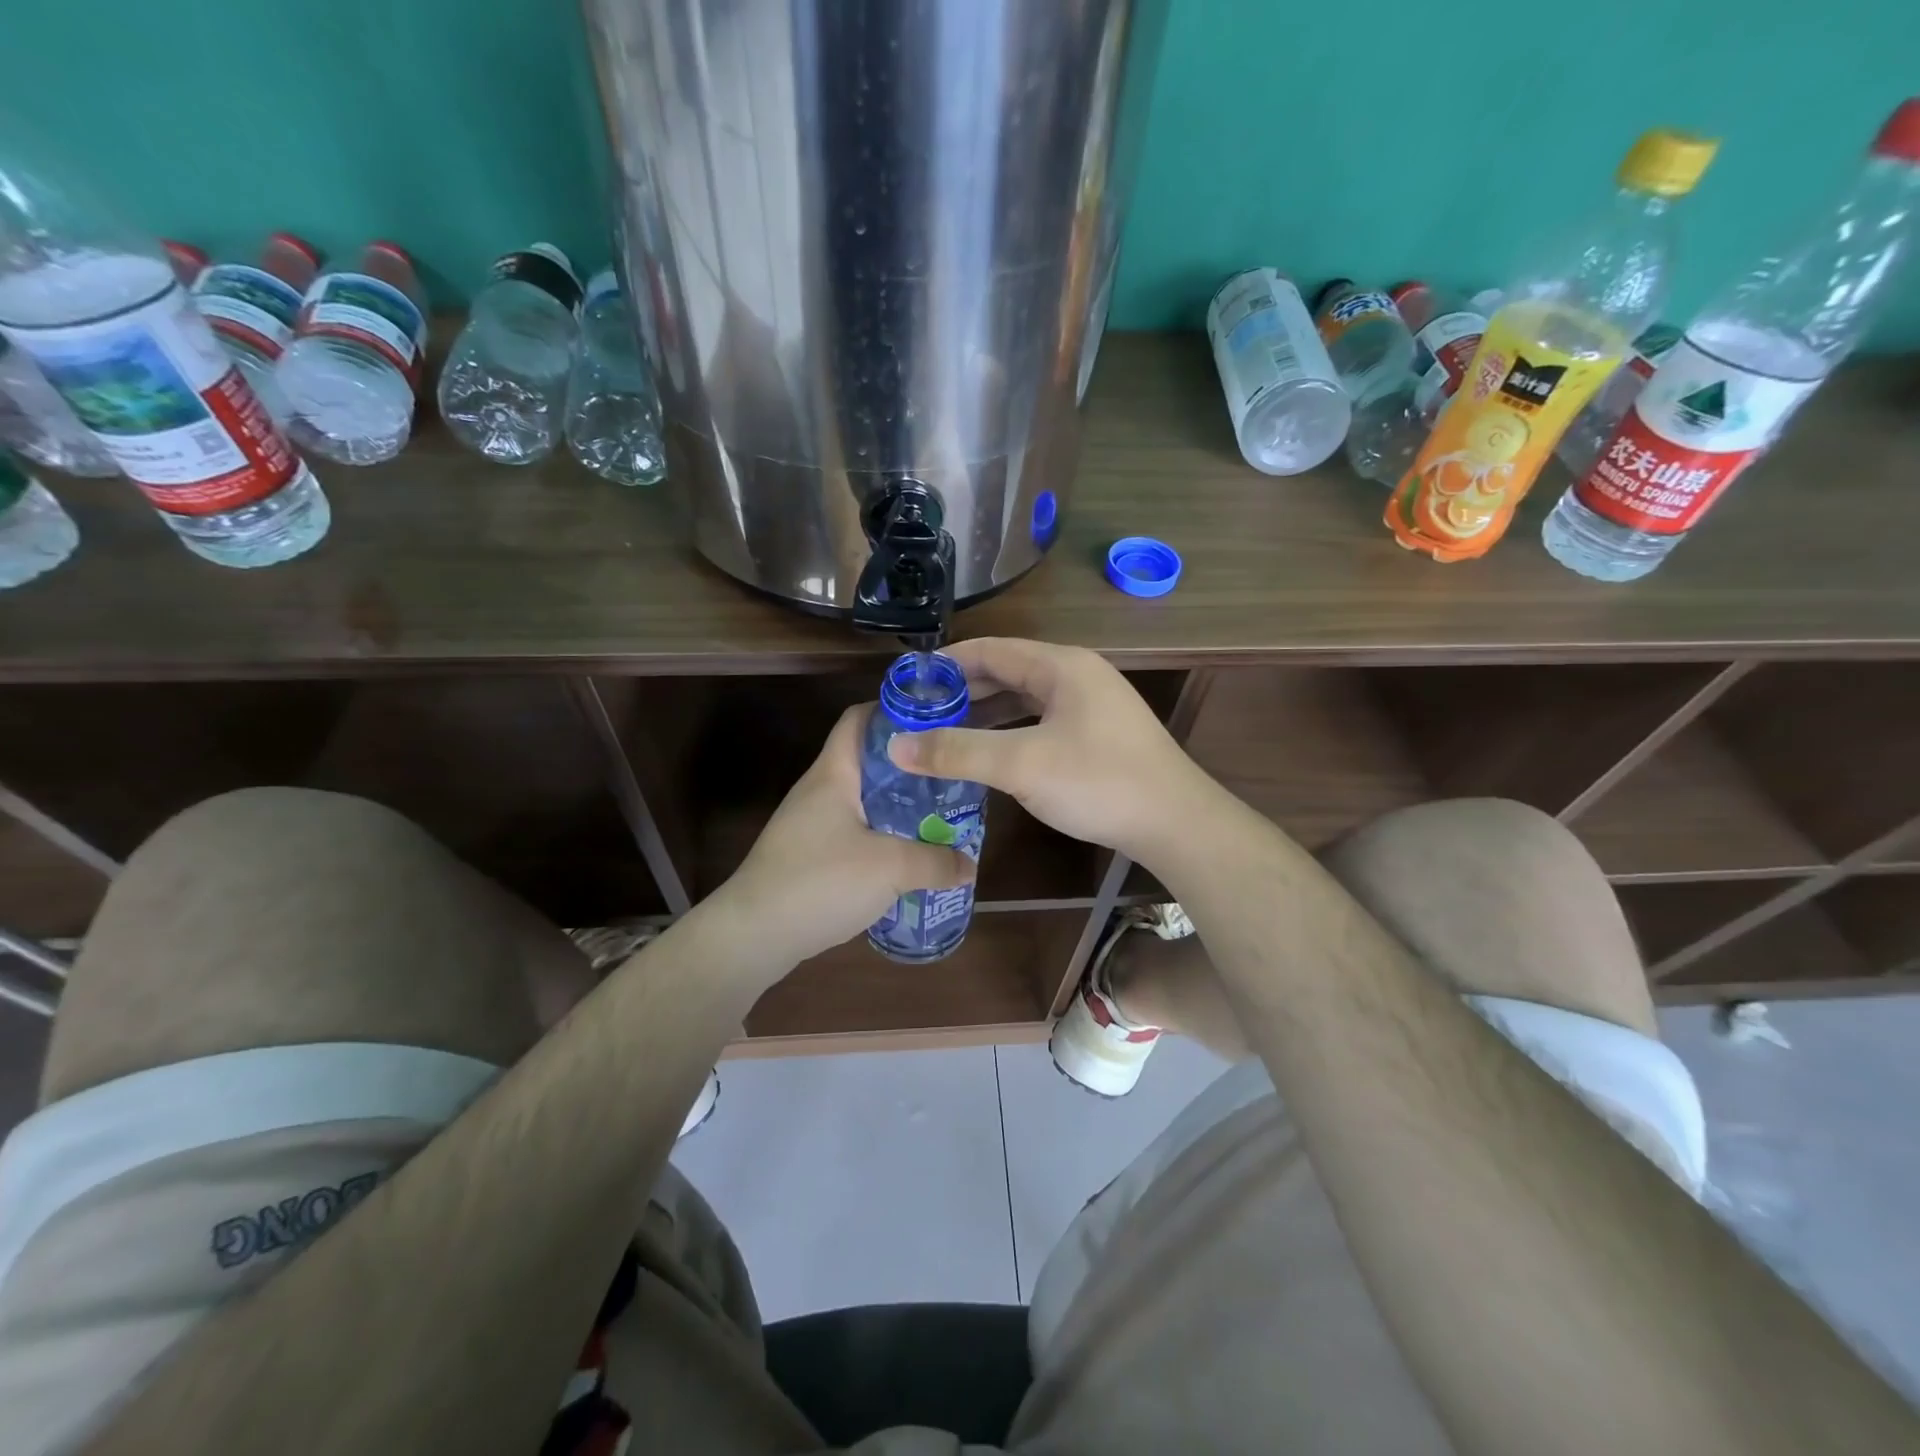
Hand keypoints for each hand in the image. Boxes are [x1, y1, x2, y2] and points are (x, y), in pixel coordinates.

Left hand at [717, 705, 974, 974]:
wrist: (753, 934)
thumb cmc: (820, 881)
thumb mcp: (890, 868)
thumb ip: (936, 862)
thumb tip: (969, 865)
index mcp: (834, 774)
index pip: (859, 719)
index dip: (895, 712)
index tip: (935, 723)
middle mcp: (819, 790)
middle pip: (868, 761)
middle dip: (910, 767)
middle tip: (950, 778)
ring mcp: (810, 823)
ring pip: (863, 800)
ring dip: (898, 806)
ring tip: (937, 818)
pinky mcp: (808, 855)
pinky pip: (854, 832)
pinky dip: (882, 837)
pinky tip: (906, 857)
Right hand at [886, 638, 1204, 860]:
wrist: (1176, 823)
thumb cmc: (1099, 782)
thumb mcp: (1021, 764)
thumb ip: (957, 752)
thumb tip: (895, 745)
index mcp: (1061, 666)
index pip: (990, 649)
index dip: (946, 664)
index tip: (907, 684)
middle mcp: (1076, 675)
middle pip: (1006, 672)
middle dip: (962, 691)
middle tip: (917, 714)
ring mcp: (1090, 705)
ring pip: (1024, 699)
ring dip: (984, 714)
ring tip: (941, 733)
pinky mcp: (1097, 734)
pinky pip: (1040, 721)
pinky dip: (1009, 731)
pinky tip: (987, 754)